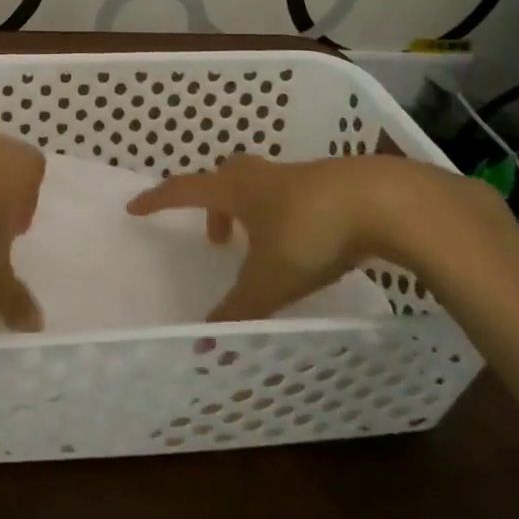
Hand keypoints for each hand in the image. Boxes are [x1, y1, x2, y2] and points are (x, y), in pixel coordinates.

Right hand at [127, 153, 484, 320]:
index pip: (184, 190)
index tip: (135, 207)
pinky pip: (295, 196)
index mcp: (236, 190)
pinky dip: (286, 216)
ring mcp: (299, 176)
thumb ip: (238, 309)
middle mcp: (262, 176)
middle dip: (214, 206)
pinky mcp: (333, 185)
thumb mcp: (269, 280)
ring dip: (251, 211)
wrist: (384, 202)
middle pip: (224, 180)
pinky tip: (306, 243)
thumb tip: (204, 342)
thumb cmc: (311, 233)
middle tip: (215, 238)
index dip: (158, 200)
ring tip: (261, 246)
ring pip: (261, 187)